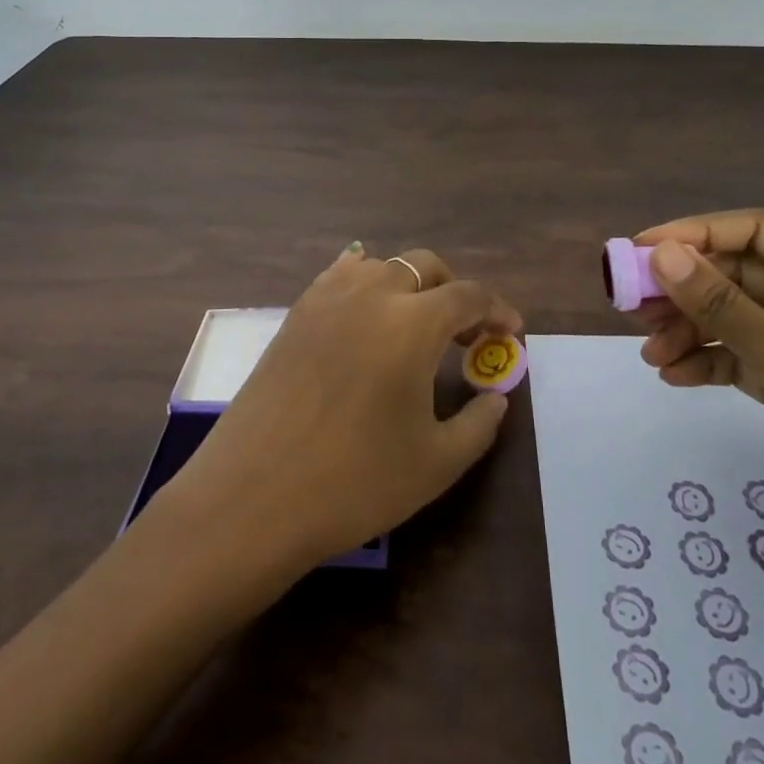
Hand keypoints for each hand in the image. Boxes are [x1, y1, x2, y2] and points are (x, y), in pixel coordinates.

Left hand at [167, 244, 521, 573]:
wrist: (253, 498)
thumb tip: (496, 398)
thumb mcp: (436, 463)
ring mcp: (326, 300)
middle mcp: (371, 295)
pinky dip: (363, 282)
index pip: (469, 296)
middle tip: (465, 333)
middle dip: (454, 289)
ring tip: (415, 325)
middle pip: (425, 266)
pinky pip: (338, 277)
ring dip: (409, 284)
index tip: (510, 332)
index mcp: (412, 322)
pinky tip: (364, 310)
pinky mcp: (295, 316)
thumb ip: (479, 423)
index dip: (497, 310)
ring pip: (380, 266)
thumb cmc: (354, 482)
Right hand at [630, 210, 763, 599]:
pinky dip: (707, 362)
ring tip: (650, 353)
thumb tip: (663, 254)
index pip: (755, 232)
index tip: (642, 249)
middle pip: (738, 275)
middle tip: (634, 307)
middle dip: (685, 288)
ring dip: (689, 329)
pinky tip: (673, 377)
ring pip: (734, 318)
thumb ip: (721, 305)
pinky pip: (740, 358)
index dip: (696, 233)